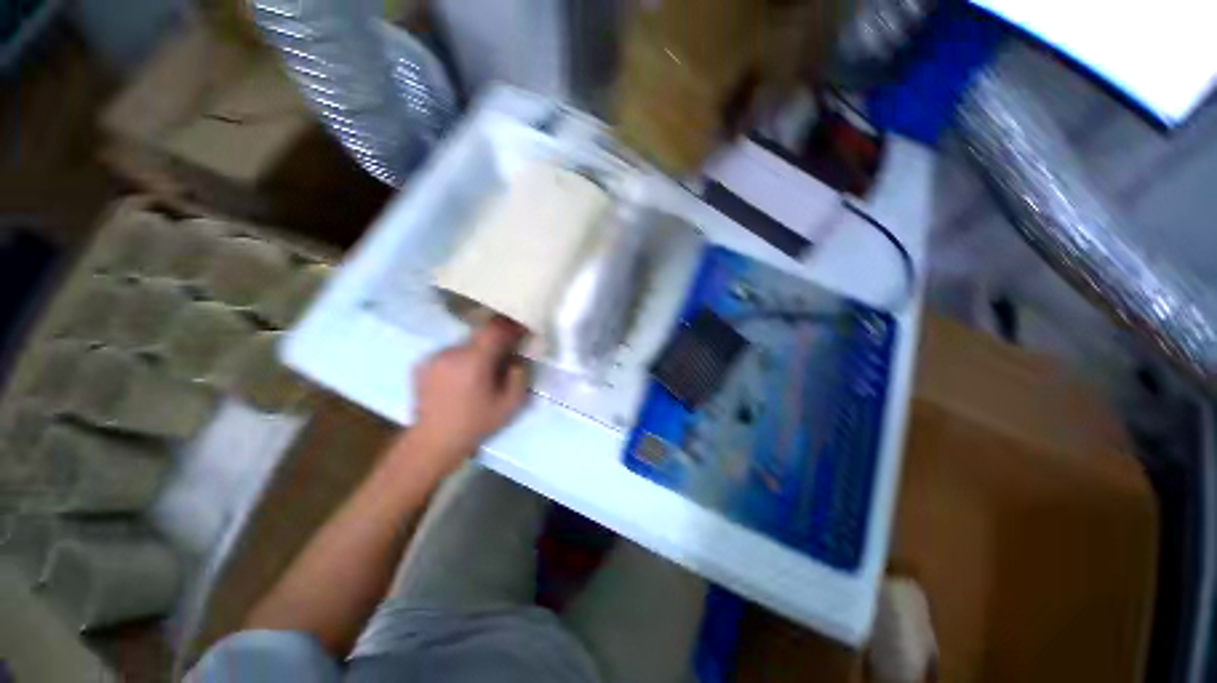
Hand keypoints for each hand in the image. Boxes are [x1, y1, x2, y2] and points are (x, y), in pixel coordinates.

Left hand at [406, 317, 530, 472]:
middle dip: (496, 340)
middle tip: (505, 353)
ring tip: (481, 370)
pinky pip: (449, 353)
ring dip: (477, 351)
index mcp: (474, 360)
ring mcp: (434, 357)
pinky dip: (460, 359)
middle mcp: (452, 352)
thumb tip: (515, 359)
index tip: (522, 330)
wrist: (433, 441)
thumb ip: (519, 377)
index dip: (511, 326)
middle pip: (480, 335)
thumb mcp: (510, 405)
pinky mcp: (422, 364)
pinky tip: (461, 377)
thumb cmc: (475, 423)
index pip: (495, 329)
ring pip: (464, 344)